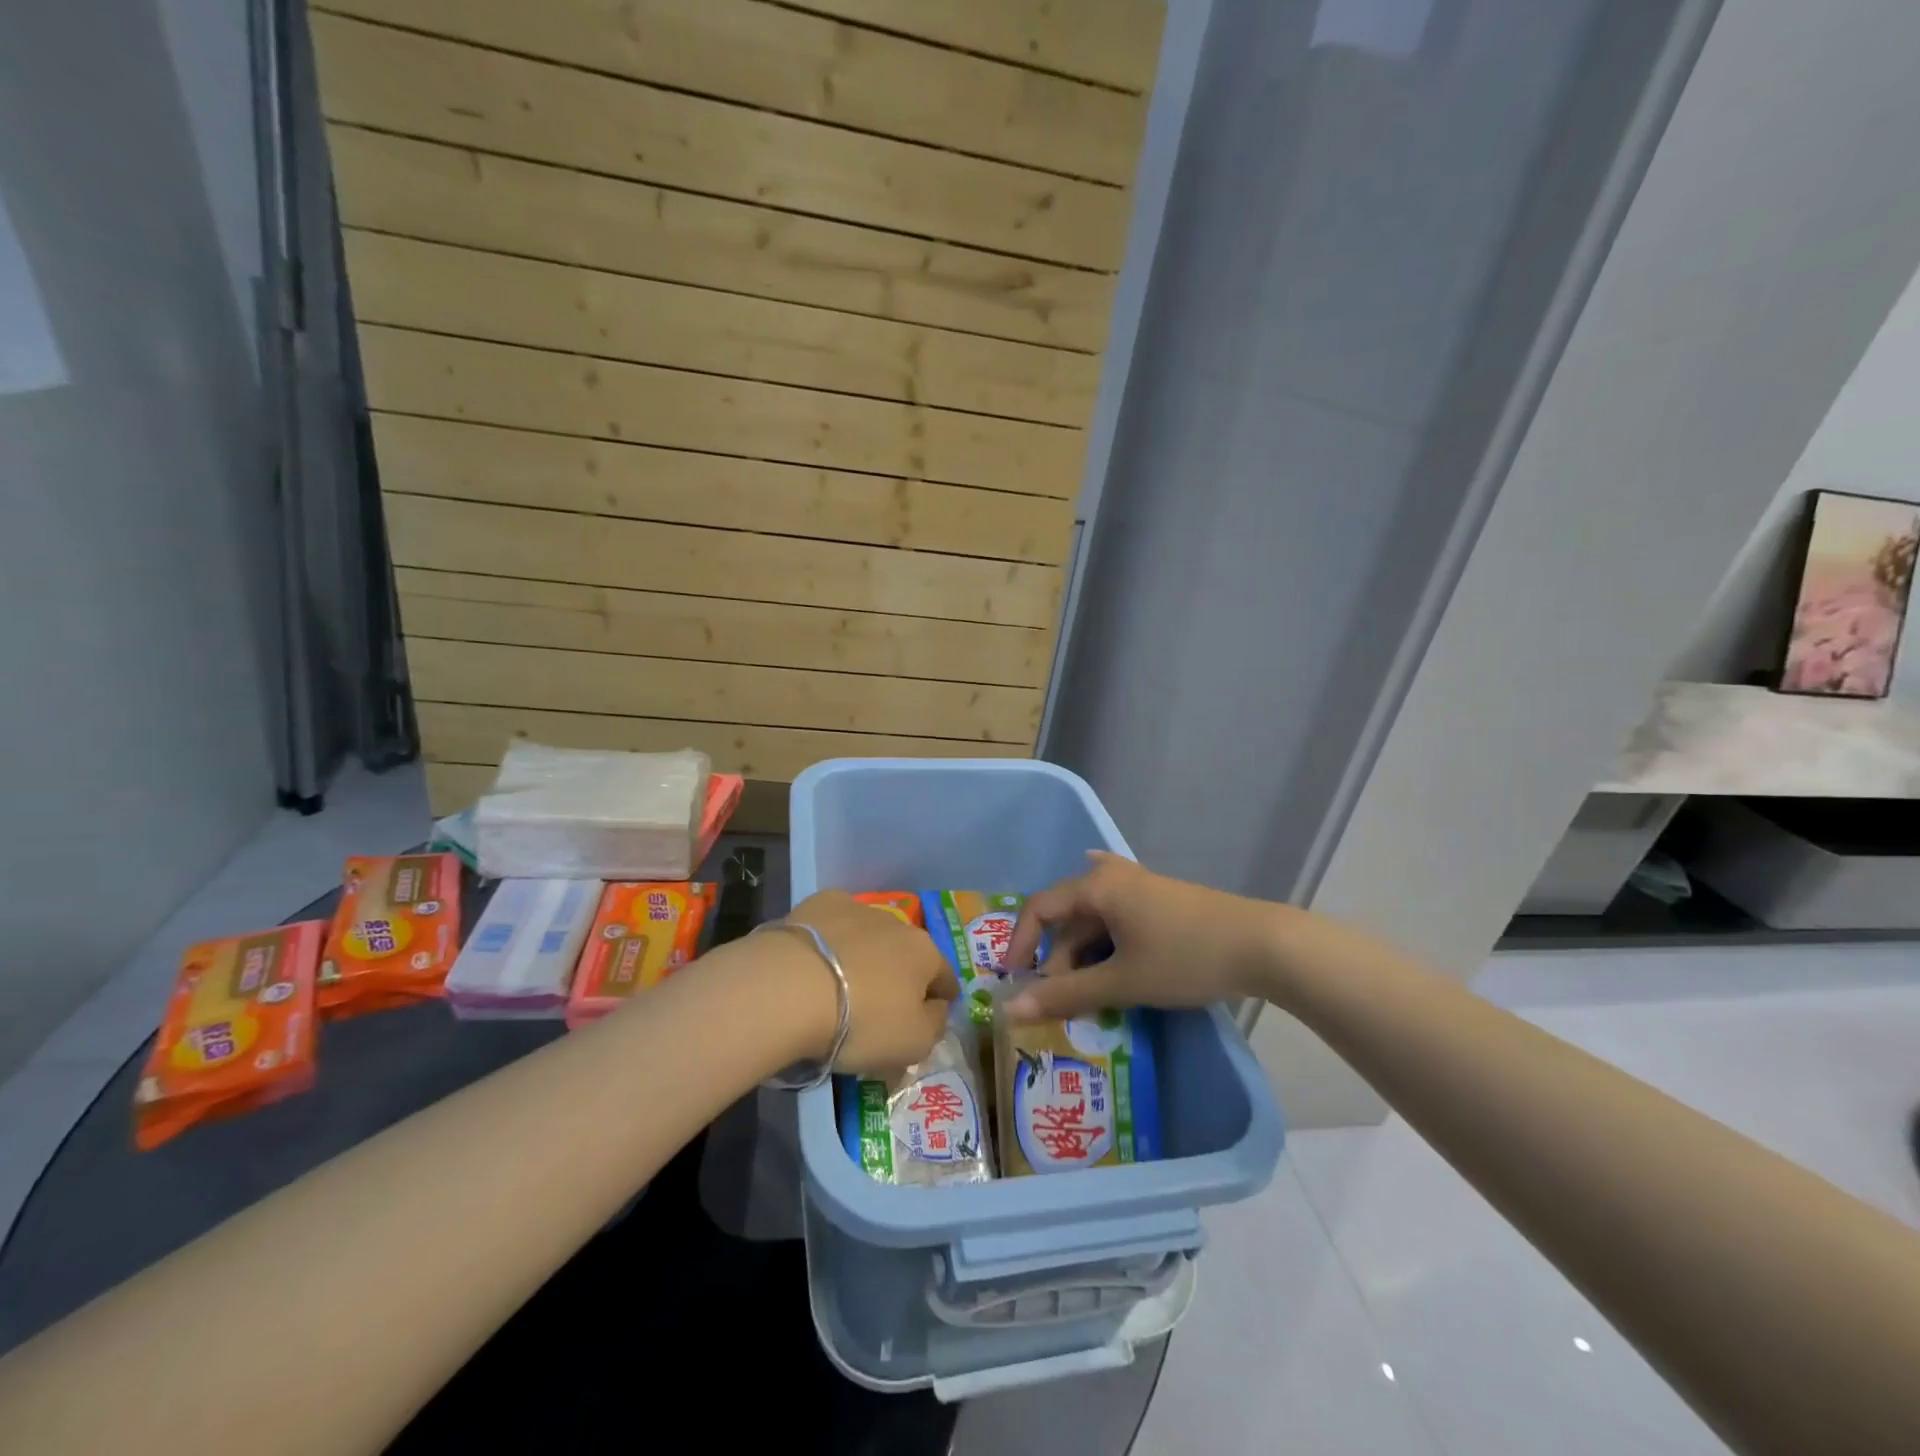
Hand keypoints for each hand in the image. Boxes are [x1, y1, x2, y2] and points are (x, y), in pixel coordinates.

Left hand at [786, 890, 956, 1074]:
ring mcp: (857, 908)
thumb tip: (937, 1007)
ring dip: (864, 954)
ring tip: (841, 982)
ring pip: (870, 935)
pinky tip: (814, 959)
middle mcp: (897, 923)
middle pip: (905, 952)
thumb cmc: (861, 1022)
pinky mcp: (819, 904)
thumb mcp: (913, 1044)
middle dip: (899, 973)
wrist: (790, 988)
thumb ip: (935, 1024)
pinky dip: (831, 938)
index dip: (941, 998)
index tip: (930, 1013)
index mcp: (925, 953)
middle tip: (879, 1003)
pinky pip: (833, 924)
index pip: (946, 977)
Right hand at [1003, 852, 1282, 1020]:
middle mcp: (1113, 878)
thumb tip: (1011, 1010)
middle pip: (1069, 916)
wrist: (1263, 945)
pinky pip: (1118, 921)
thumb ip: (1065, 995)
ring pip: (1095, 920)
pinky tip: (1111, 962)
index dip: (1021, 943)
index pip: (1040, 908)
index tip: (1015, 980)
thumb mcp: (1121, 981)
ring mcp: (1140, 887)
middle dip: (1058, 958)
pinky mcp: (1161, 902)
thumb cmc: (1184, 957)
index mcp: (1097, 886)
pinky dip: (1107, 946)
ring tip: (1091, 994)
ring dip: (1084, 956)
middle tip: (1062, 1001)